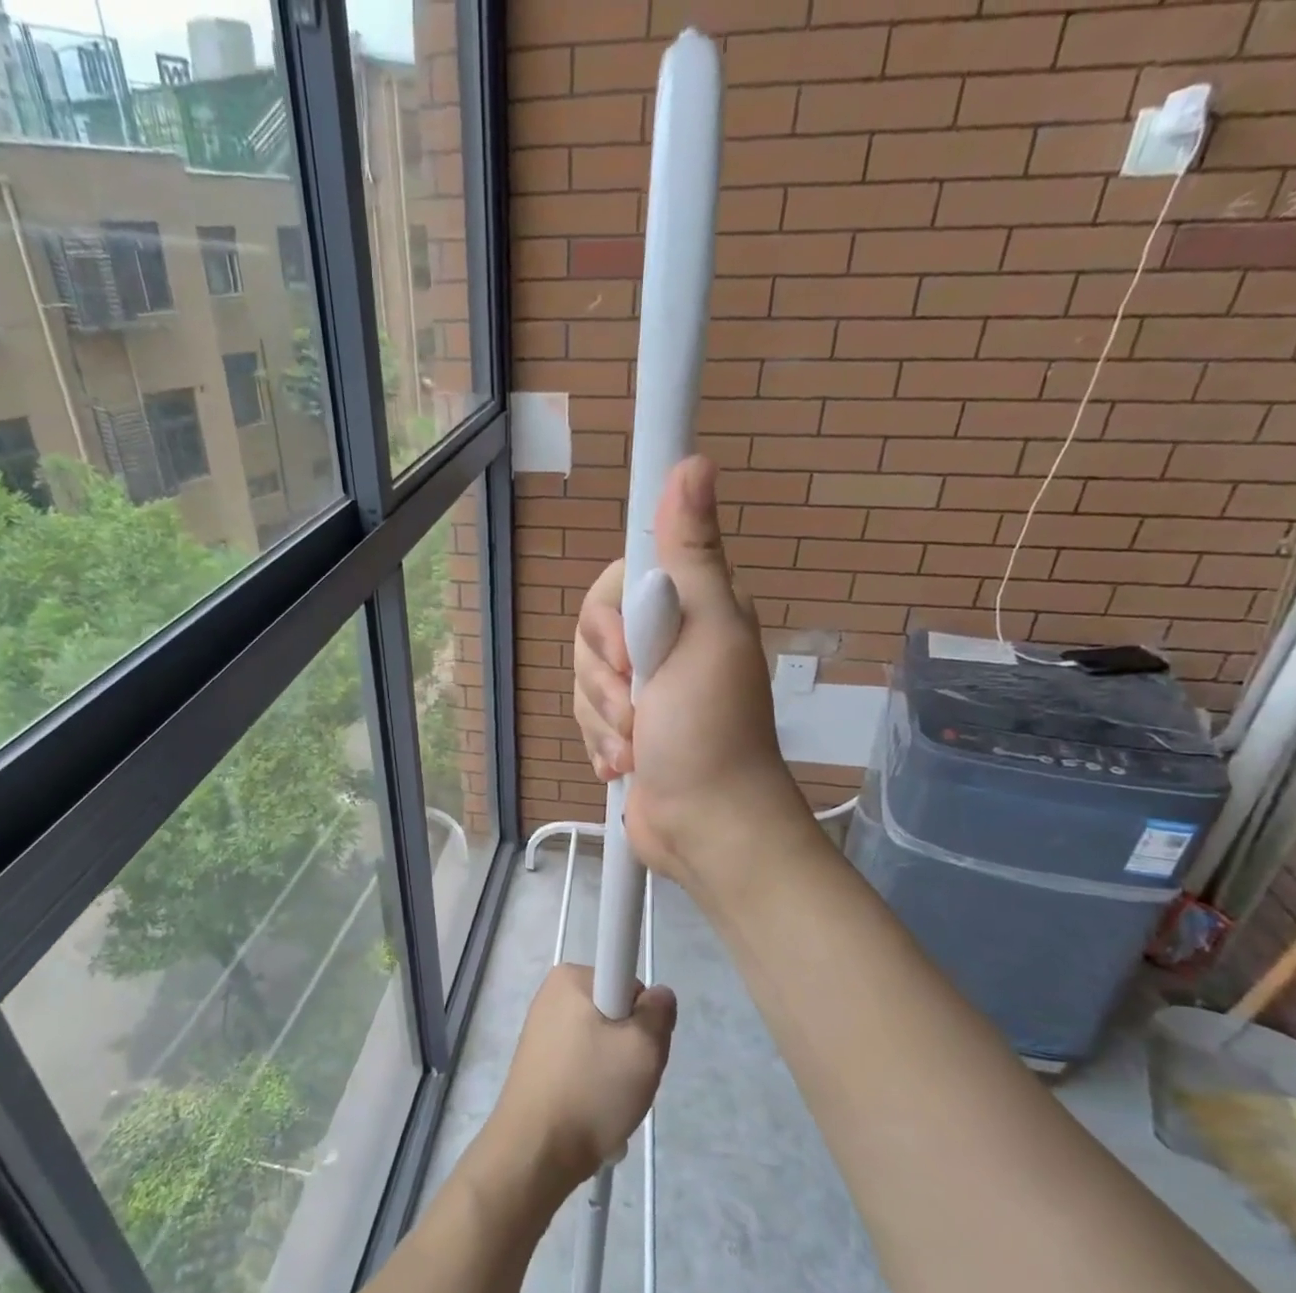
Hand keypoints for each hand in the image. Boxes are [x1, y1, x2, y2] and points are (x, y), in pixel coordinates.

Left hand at [484, 963, 675, 1190]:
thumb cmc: (591, 1090)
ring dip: (614, 1071)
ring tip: (609, 1102)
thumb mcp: (644, 1048)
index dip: (642, 1015)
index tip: (637, 1046)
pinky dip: (594, 1085)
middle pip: (616, 1012)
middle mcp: (552, 995)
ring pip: (601, 1042)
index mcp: (570, 978)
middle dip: (630, 1046)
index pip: (628, 981)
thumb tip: (658, 996)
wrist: (535, 1153)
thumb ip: (660, 1012)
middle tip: (629, 1079)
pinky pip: (582, 1064)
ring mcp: (541, 1029)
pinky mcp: (538, 1062)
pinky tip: (593, 1112)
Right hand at [573, 455, 808, 886]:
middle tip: (640, 708)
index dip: (609, 618)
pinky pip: (585, 715)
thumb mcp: (707, 633)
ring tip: (638, 746)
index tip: (630, 654)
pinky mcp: (624, 726)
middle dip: (605, 680)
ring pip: (584, 679)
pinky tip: (626, 763)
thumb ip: (692, 554)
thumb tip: (692, 464)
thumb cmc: (711, 730)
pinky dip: (601, 742)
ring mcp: (643, 688)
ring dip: (604, 719)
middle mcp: (664, 641)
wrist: (705, 825)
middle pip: (591, 632)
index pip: (618, 579)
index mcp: (688, 608)